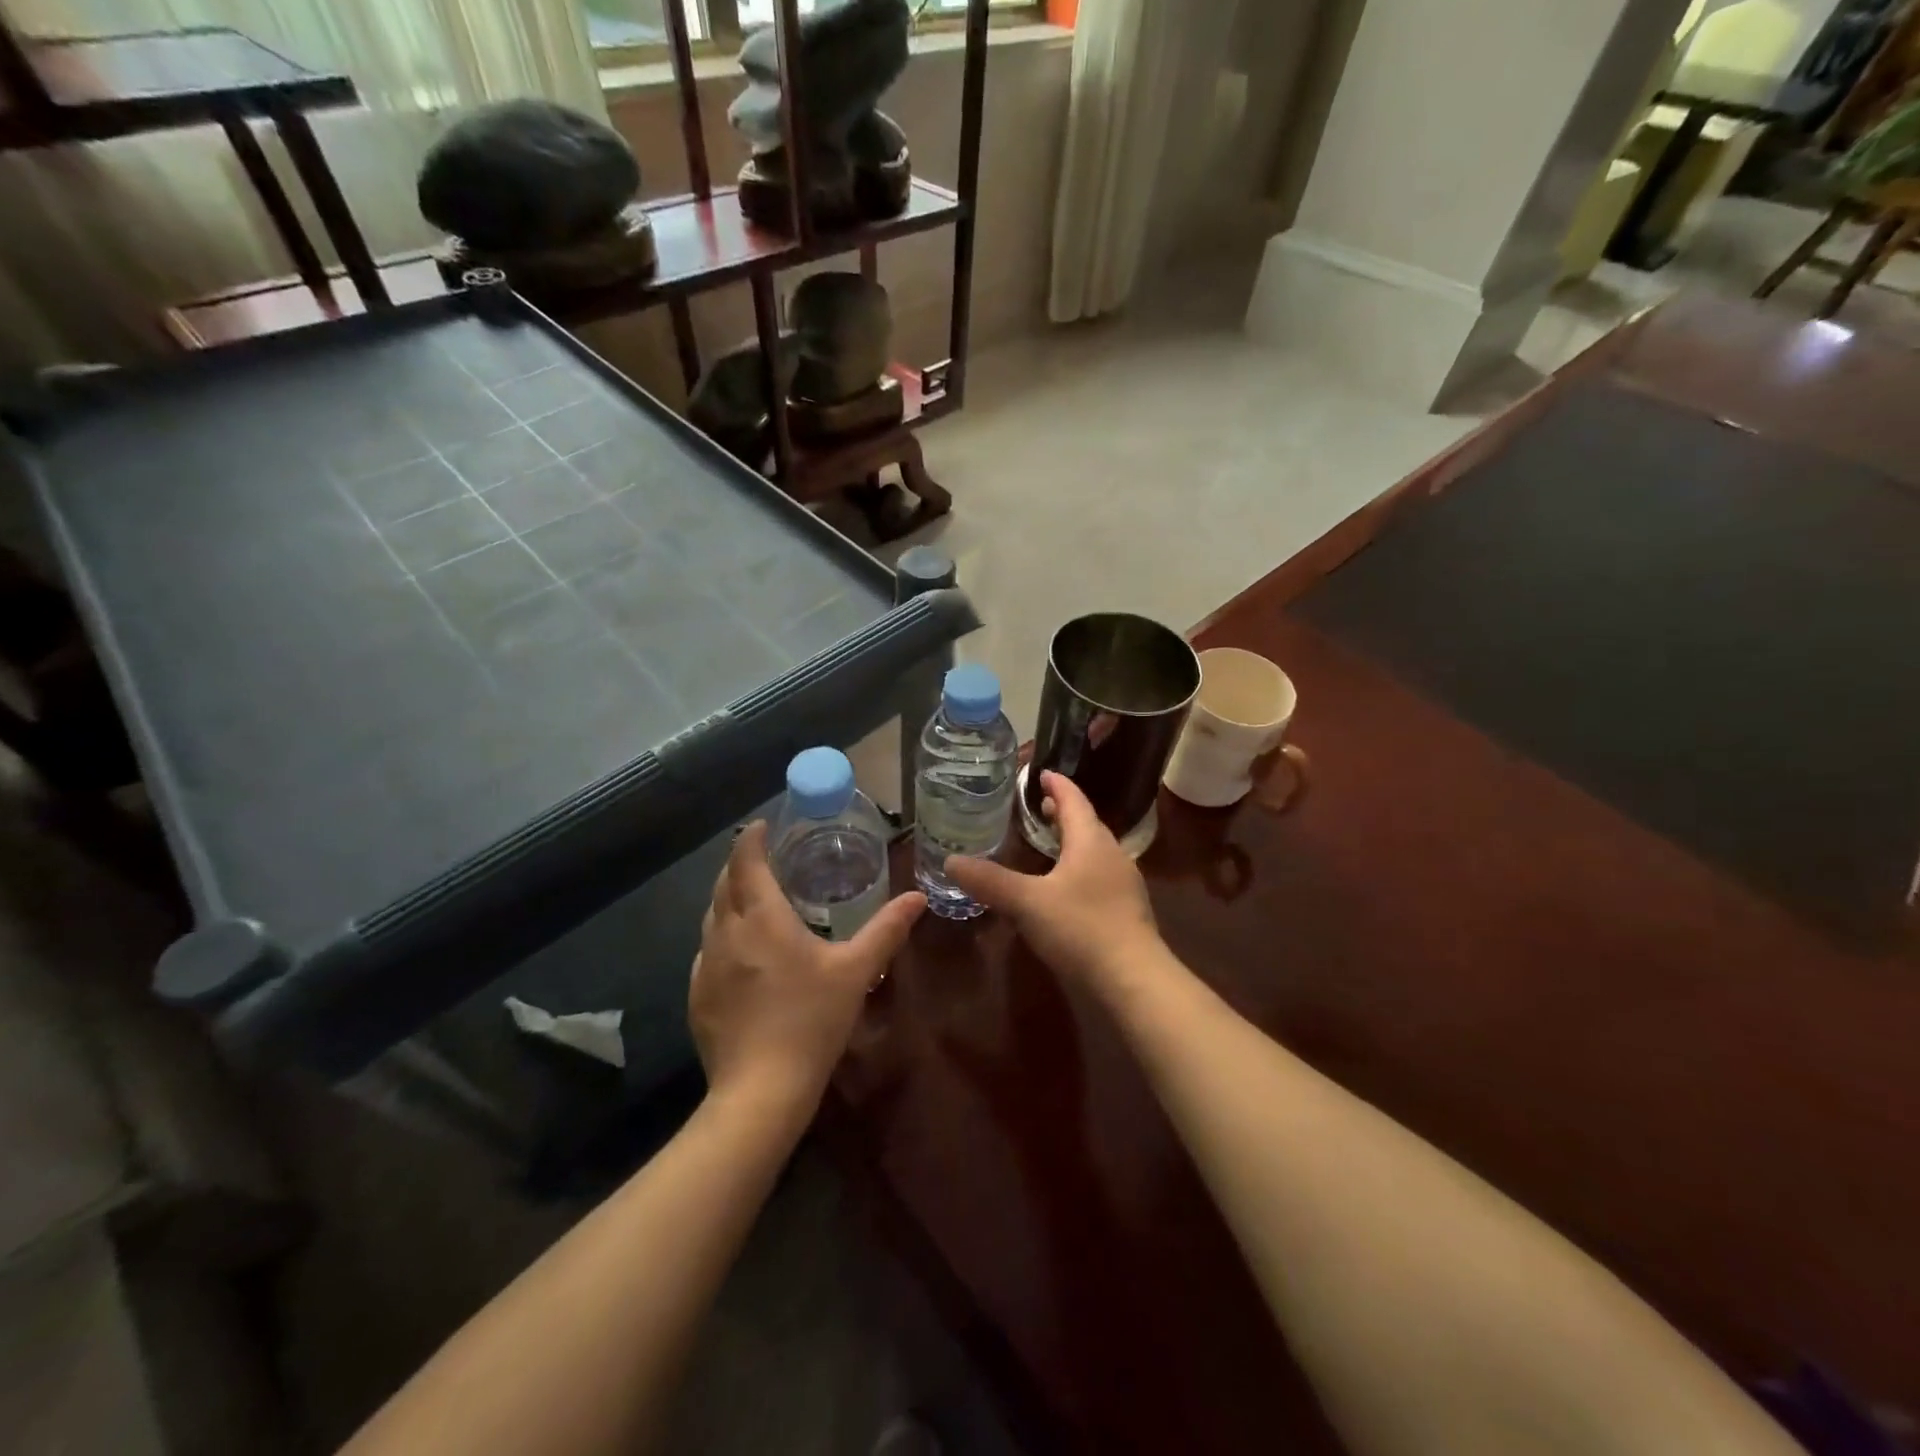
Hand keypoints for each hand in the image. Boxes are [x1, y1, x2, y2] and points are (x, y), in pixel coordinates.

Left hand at [690, 822, 924, 1110]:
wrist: (761, 1091)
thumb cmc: (812, 1021)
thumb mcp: (856, 972)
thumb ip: (887, 930)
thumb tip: (917, 897)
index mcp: (762, 919)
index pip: (746, 862)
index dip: (750, 839)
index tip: (760, 826)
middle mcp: (726, 934)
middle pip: (723, 885)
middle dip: (739, 864)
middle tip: (763, 858)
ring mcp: (706, 966)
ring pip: (711, 917)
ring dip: (728, 898)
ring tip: (752, 899)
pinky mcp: (697, 996)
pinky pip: (707, 950)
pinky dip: (722, 935)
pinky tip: (741, 953)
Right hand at [944, 770, 1163, 989]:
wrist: (1134, 980)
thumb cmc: (1081, 928)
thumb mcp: (1027, 903)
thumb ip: (989, 881)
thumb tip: (950, 861)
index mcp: (1091, 841)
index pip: (1074, 800)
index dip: (1056, 785)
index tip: (1041, 773)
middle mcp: (1111, 854)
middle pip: (1086, 823)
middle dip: (1062, 813)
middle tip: (1037, 806)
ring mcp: (1123, 883)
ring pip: (1093, 851)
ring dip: (1071, 841)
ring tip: (1047, 842)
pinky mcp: (1126, 910)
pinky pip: (1098, 875)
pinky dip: (1078, 868)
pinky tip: (1063, 887)